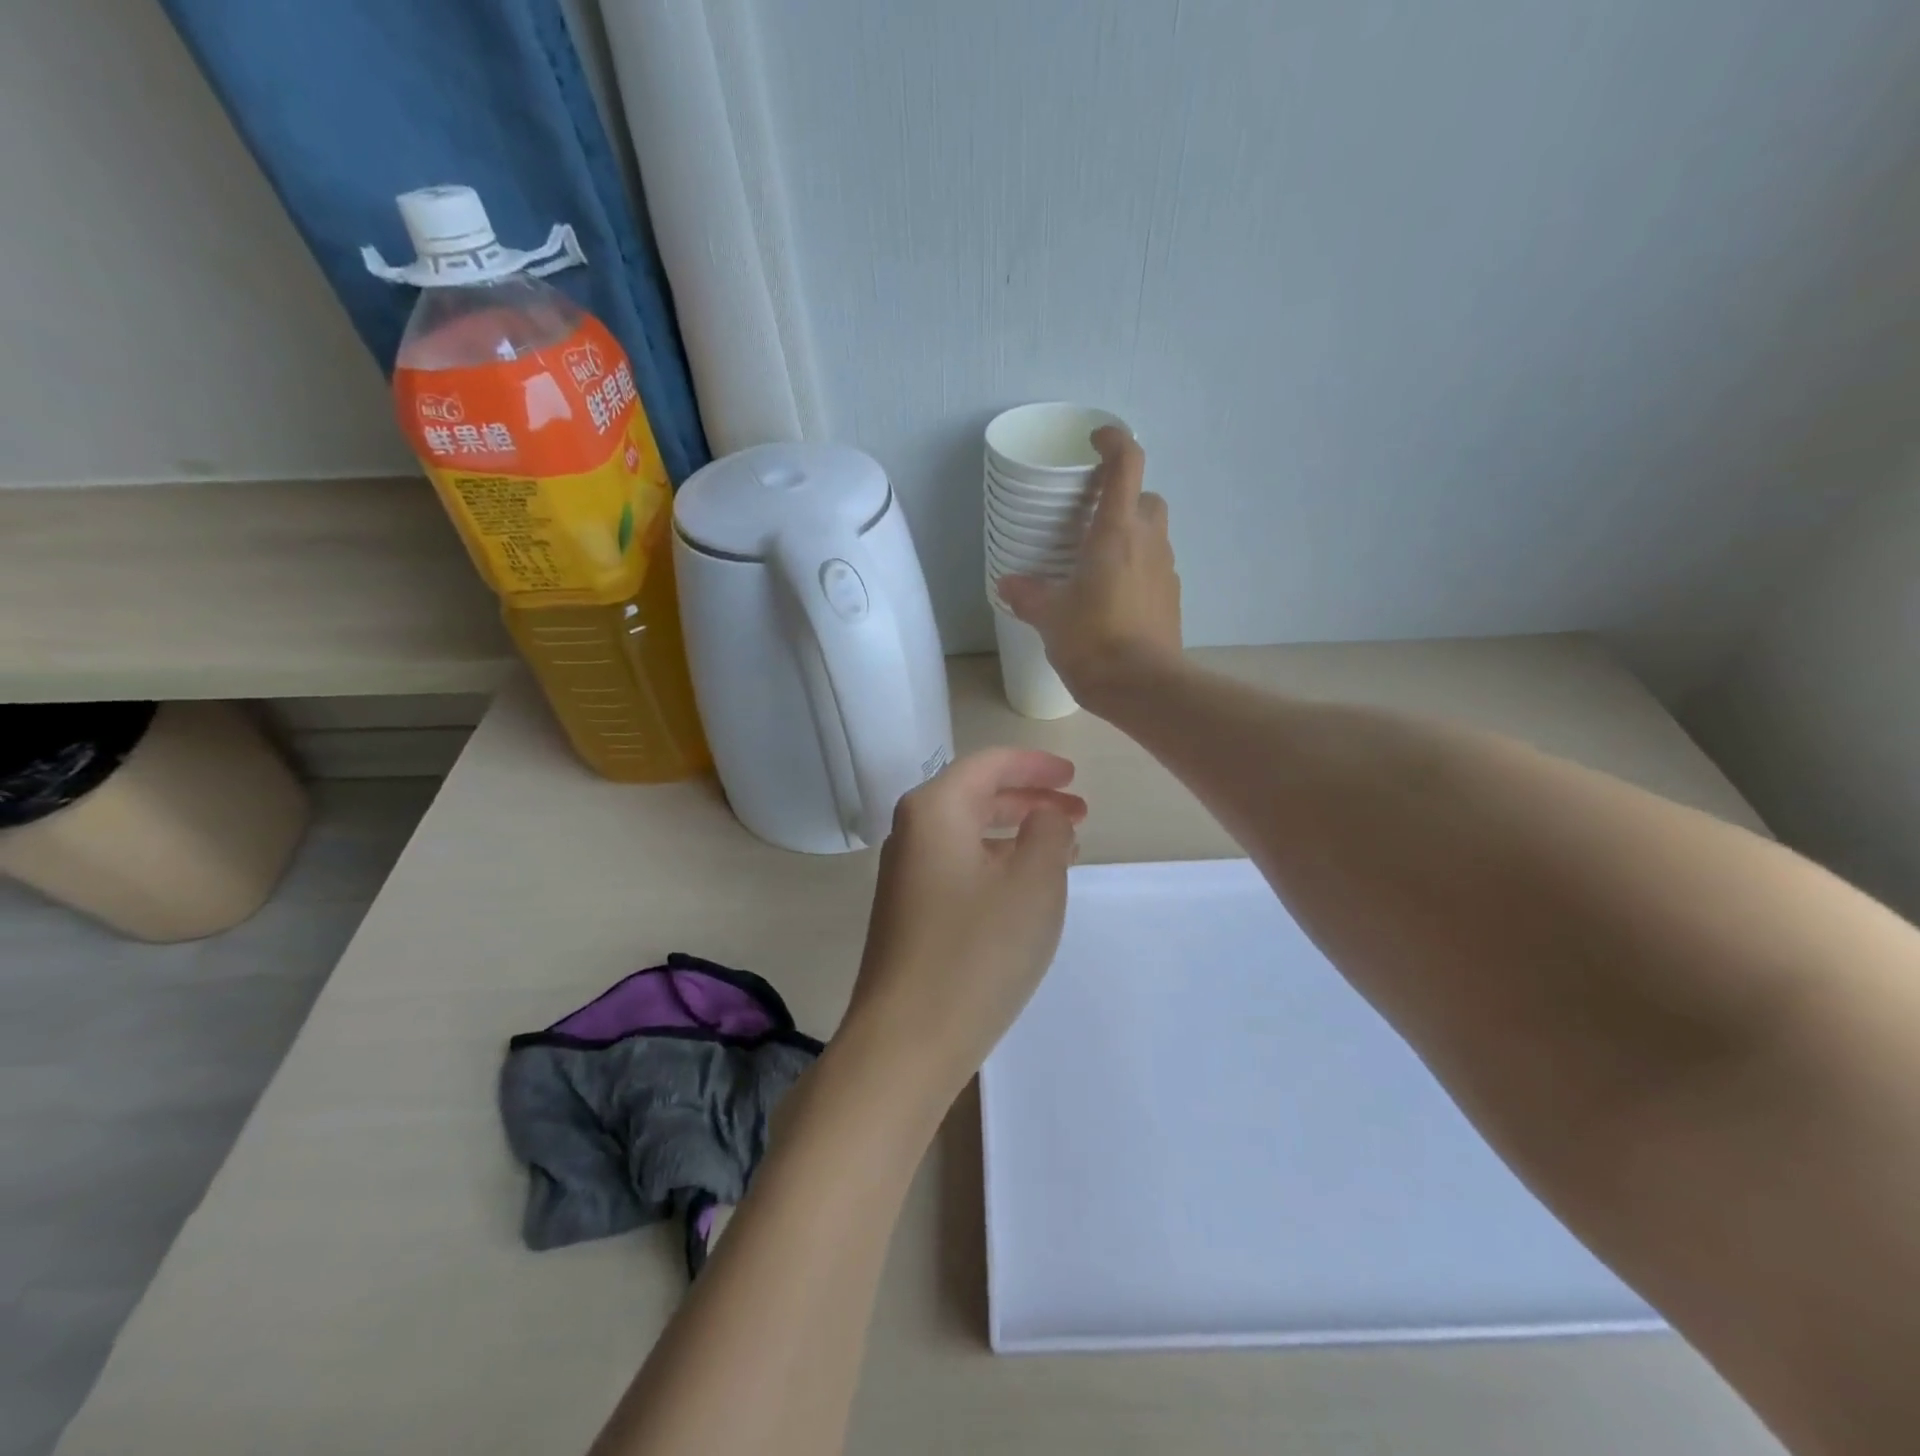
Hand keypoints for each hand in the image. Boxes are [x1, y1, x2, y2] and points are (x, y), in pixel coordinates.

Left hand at [839, 749, 1085, 1105]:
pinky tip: (1023, 888)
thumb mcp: (1033, 881)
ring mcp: (905, 875)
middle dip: (1030, 798)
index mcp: (935, 809)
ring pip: (969, 834)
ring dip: (1016, 833)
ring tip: (1063, 849)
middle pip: (977, 795)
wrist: (906, 1040)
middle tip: (1079, 813)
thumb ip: (1048, 831)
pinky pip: (960, 866)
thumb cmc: (977, 950)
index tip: (1075, 776)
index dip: (1036, 764)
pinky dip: (997, 863)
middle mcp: (912, 832)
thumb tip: (1044, 816)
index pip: (989, 764)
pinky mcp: (908, 912)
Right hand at [996, 425, 1181, 701]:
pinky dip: (1137, 568)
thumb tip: (1007, 583)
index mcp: (1116, 532)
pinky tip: (1112, 597)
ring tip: (1097, 563)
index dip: (1114, 440)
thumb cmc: (1093, 641)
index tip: (1096, 439)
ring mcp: (1166, 570)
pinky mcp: (1172, 598)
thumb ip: (1028, 594)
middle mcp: (1149, 542)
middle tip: (1092, 519)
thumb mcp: (1050, 617)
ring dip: (1131, 535)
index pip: (1127, 464)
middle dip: (1124, 498)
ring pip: (1154, 534)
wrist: (1143, 687)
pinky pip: (1154, 567)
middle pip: (1146, 498)